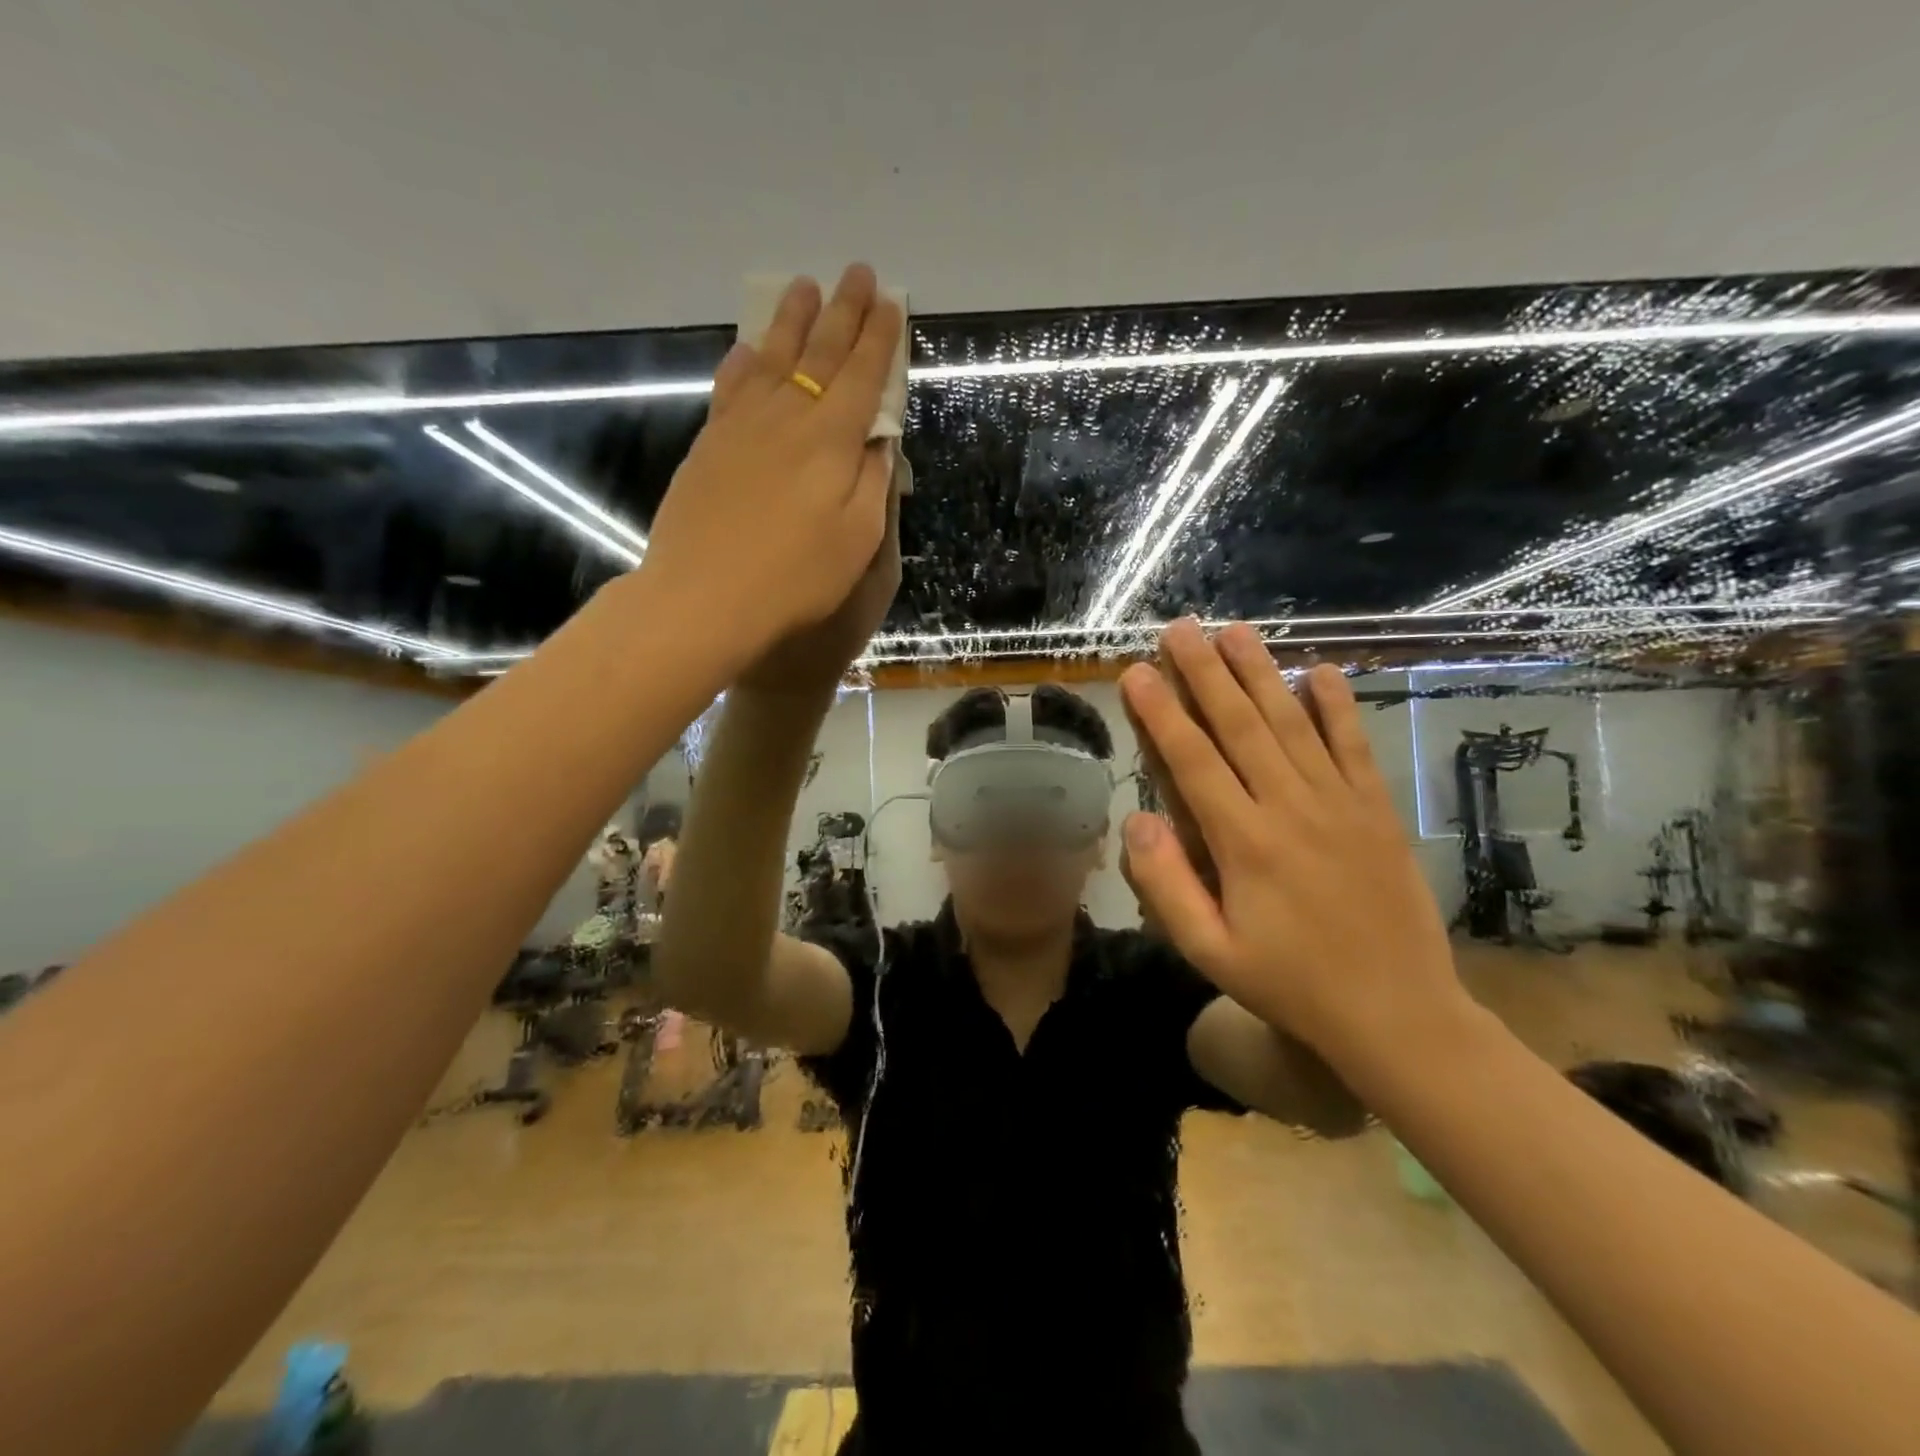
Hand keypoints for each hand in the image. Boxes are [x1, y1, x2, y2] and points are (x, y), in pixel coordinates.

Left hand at [640, 264, 902, 669]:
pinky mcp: (709, 445)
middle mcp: (787, 417)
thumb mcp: (858, 539)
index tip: (892, 303)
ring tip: (802, 286)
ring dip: (791, 321)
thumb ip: (872, 482)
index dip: (880, 338)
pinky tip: (748, 349)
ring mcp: (742, 427)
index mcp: (832, 440)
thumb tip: (879, 440)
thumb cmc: (796, 578)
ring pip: (772, 358)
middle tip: (858, 273)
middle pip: (820, 353)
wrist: (706, 598)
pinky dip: (743, 362)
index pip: (863, 375)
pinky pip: (730, 388)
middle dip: (843, 311)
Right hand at [1117, 619, 1472, 1070]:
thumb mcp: (1210, 952)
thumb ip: (1166, 885)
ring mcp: (1340, 804)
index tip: (1137, 671)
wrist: (1399, 1014)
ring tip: (1235, 631)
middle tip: (1180, 628)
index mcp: (1245, 842)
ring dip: (1261, 673)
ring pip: (1292, 723)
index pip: (1192, 760)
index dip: (1161, 712)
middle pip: (1240, 725)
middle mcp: (1291, 807)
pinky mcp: (1376, 811)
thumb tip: (1134, 819)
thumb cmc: (1292, 985)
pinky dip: (1337, 707)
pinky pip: (1354, 747)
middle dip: (1205, 672)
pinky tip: (1320, 672)